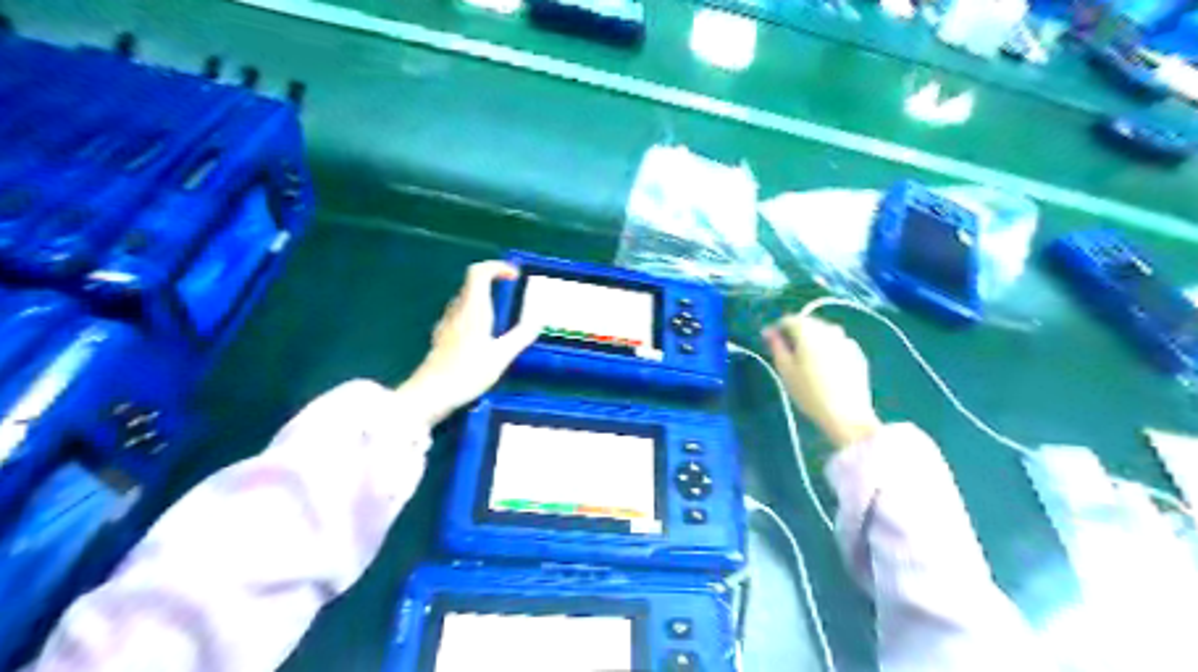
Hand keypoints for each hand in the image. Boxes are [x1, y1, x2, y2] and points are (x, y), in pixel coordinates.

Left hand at [396, 259, 538, 425]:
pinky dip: (475, 313)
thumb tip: (539, 317)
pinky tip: (483, 336)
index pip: (479, 273)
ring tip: (502, 316)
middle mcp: (457, 310)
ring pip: (465, 299)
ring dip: (484, 298)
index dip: (497, 267)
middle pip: (472, 283)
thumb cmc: (467, 374)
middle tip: (512, 294)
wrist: (430, 395)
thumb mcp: (501, 356)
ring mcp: (446, 323)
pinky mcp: (441, 337)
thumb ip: (521, 335)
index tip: (515, 276)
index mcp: (472, 309)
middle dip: (494, 282)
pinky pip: (460, 314)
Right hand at [768, 314, 877, 450]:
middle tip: (787, 352)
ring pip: (825, 332)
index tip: (770, 342)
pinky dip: (829, 348)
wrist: (847, 415)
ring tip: (807, 360)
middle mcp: (829, 330)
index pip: (789, 320)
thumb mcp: (785, 370)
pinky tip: (826, 367)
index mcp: (809, 331)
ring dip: (813, 339)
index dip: (777, 329)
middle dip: (796, 332)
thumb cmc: (809, 393)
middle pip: (809, 323)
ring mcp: (846, 340)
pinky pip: (838, 344)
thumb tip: (769, 332)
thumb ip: (776, 346)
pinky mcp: (857, 353)